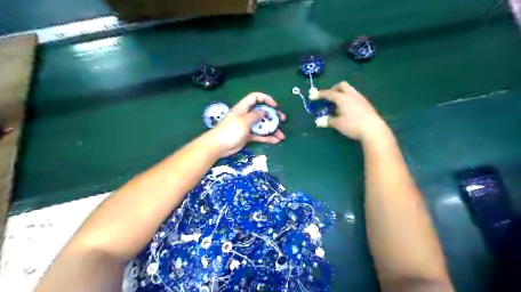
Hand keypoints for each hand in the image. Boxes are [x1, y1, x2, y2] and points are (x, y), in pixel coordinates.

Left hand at [205, 92, 286, 157]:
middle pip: (262, 112)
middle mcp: (247, 115)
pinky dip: (267, 138)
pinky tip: (276, 141)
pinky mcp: (248, 136)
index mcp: (244, 107)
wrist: (219, 145)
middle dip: (273, 116)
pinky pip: (260, 135)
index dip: (266, 99)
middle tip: (282, 120)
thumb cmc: (230, 130)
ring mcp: (248, 126)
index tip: (275, 106)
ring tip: (281, 135)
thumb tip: (264, 112)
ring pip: (263, 125)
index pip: (255, 97)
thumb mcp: (244, 121)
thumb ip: (255, 115)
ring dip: (272, 129)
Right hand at [313, 81, 385, 141]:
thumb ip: (328, 120)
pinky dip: (349, 98)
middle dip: (333, 88)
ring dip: (342, 93)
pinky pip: (355, 96)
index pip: (329, 93)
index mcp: (342, 98)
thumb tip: (319, 121)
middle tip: (329, 96)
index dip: (320, 94)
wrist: (373, 129)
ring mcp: (360, 98)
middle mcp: (351, 95)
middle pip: (342, 85)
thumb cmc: (352, 125)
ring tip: (338, 103)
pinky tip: (348, 108)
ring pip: (350, 90)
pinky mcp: (366, 103)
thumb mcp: (338, 124)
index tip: (313, 96)